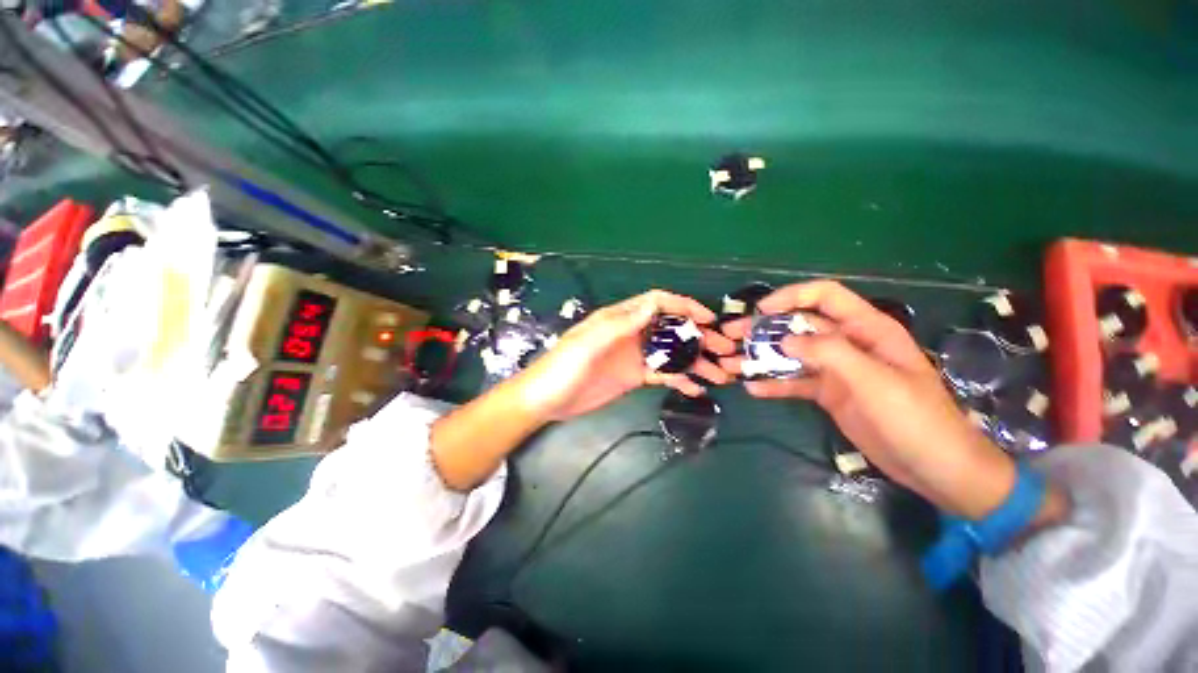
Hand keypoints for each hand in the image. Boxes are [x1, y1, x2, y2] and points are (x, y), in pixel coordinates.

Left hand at [517, 290, 734, 420]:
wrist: (547, 400)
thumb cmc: (563, 367)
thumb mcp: (589, 343)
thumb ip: (621, 324)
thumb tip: (654, 303)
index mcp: (620, 318)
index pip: (657, 303)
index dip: (684, 306)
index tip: (709, 319)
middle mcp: (632, 333)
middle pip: (671, 328)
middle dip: (699, 336)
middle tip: (724, 350)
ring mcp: (635, 356)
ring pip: (671, 352)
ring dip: (695, 360)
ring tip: (720, 374)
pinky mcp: (634, 376)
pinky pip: (663, 373)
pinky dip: (680, 379)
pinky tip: (696, 388)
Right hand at [719, 281, 1063, 523]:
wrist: (935, 468)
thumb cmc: (914, 418)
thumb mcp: (874, 380)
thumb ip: (830, 353)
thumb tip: (785, 340)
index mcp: (866, 329)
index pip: (825, 296)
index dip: (792, 296)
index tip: (761, 311)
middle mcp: (847, 344)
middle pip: (799, 326)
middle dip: (764, 329)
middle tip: (731, 336)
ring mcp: (836, 370)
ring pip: (791, 355)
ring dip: (761, 357)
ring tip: (731, 364)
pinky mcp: (829, 394)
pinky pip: (795, 383)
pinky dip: (774, 384)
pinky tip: (752, 389)